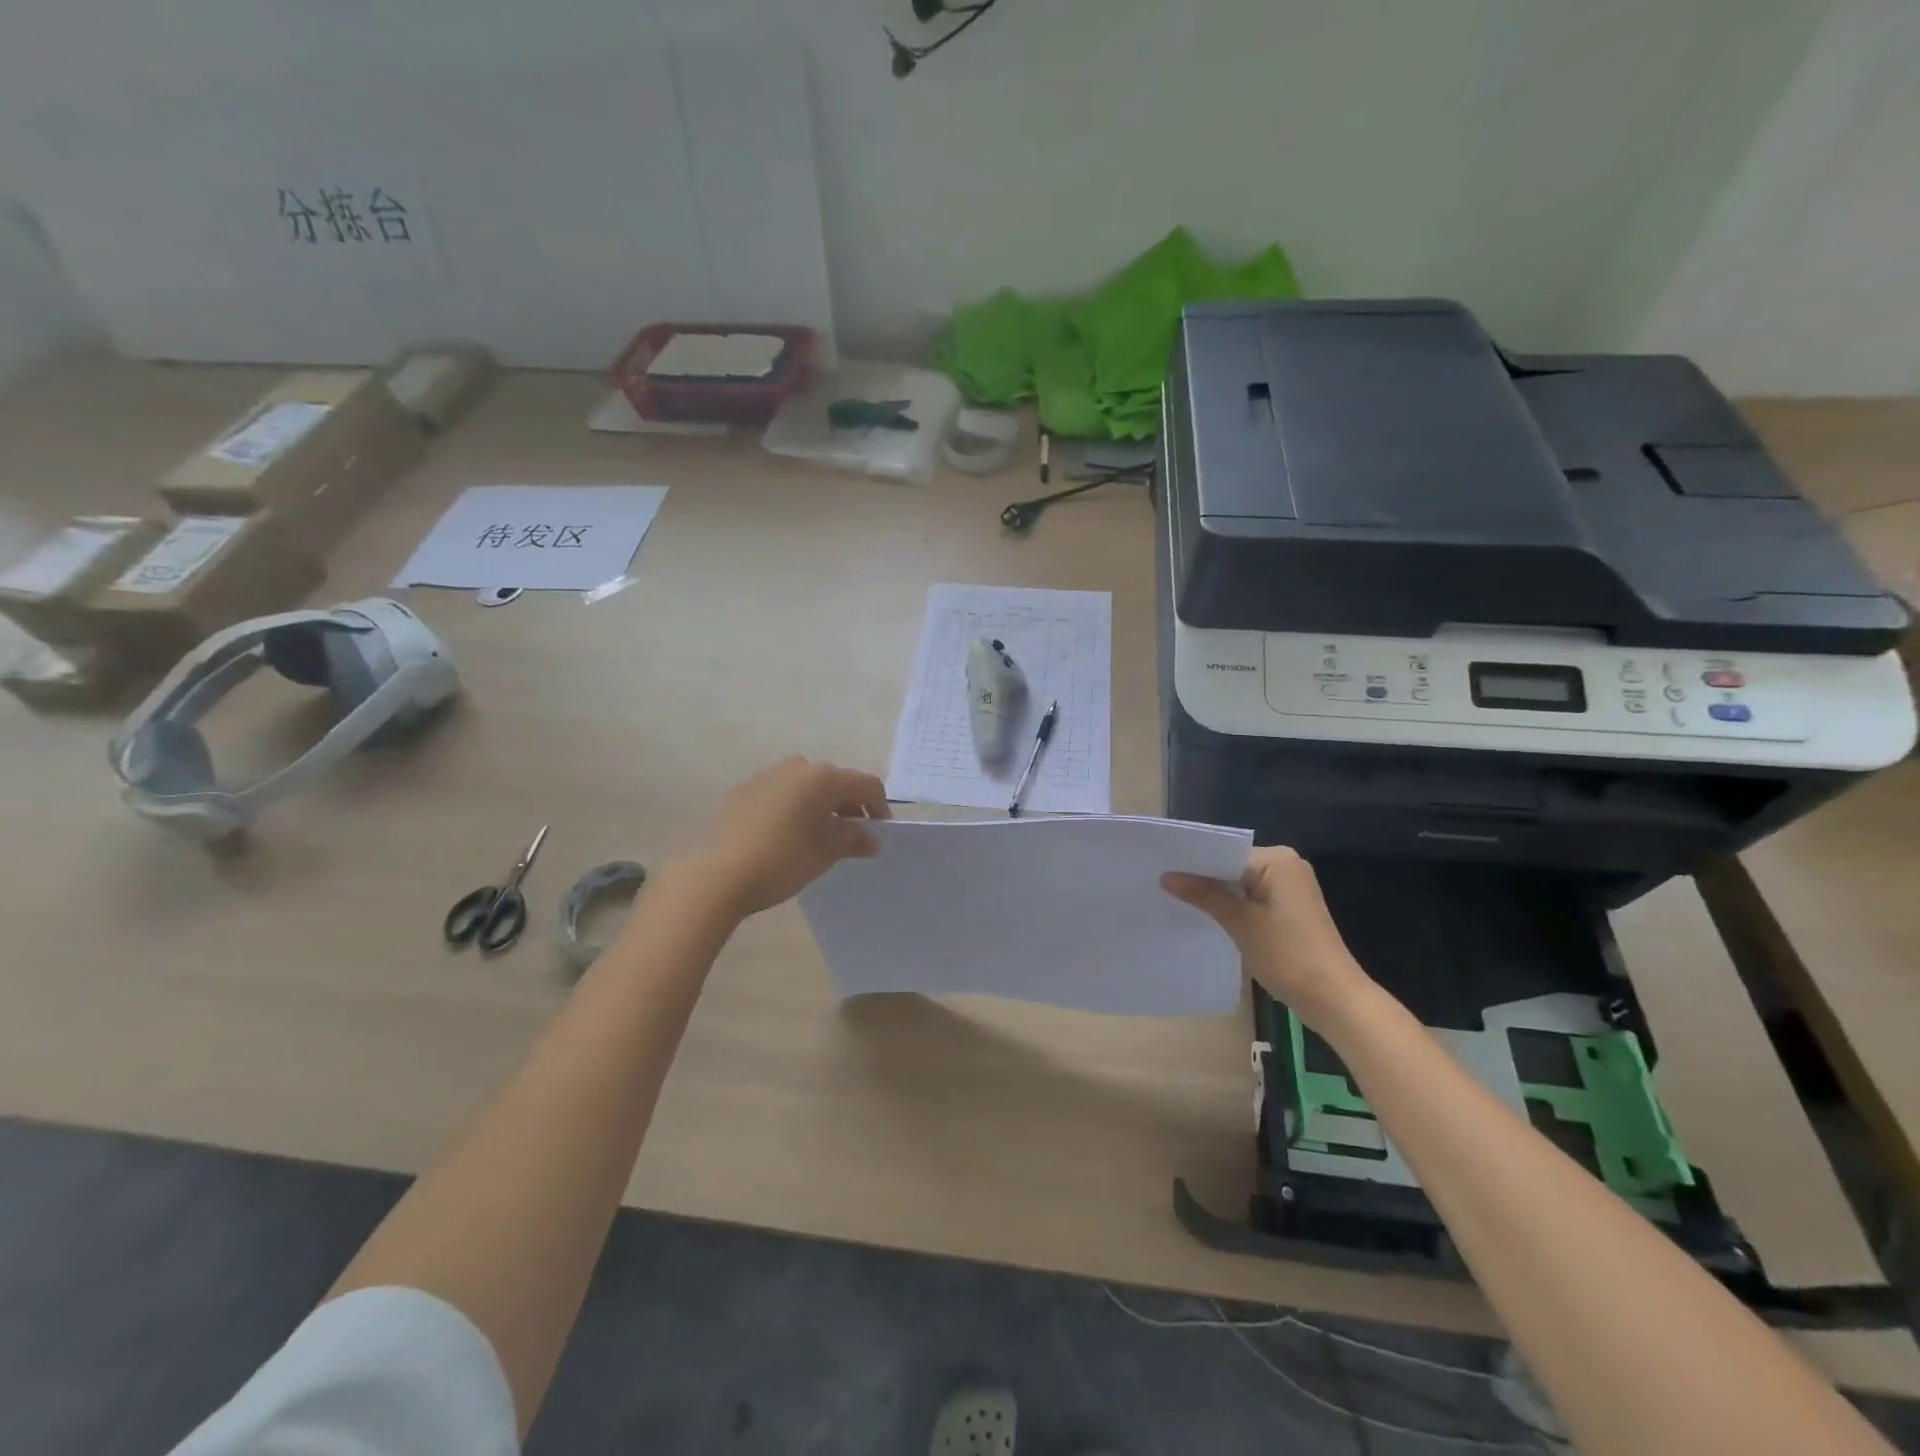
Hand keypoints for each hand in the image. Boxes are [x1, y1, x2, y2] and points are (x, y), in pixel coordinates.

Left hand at [684, 758, 889, 917]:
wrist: (716, 874)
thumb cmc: (782, 860)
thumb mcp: (825, 852)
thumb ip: (853, 839)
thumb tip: (870, 838)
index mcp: (822, 778)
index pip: (865, 784)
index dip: (879, 807)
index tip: (879, 832)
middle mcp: (797, 767)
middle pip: (836, 781)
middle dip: (850, 805)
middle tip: (852, 835)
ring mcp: (767, 775)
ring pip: (806, 785)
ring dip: (820, 804)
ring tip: (819, 834)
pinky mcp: (743, 790)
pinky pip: (781, 792)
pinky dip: (794, 806)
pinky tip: (786, 833)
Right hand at [1161, 846, 1371, 1028]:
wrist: (1333, 998)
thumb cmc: (1287, 954)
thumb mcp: (1240, 922)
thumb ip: (1204, 894)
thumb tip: (1167, 876)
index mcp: (1277, 860)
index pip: (1224, 853)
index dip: (1193, 863)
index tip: (1160, 870)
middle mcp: (1286, 865)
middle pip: (1232, 866)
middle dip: (1202, 878)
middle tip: (1160, 885)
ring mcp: (1290, 887)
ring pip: (1240, 884)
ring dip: (1215, 894)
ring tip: (1175, 900)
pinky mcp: (1289, 908)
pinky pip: (1251, 898)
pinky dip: (1232, 906)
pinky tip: (1206, 916)